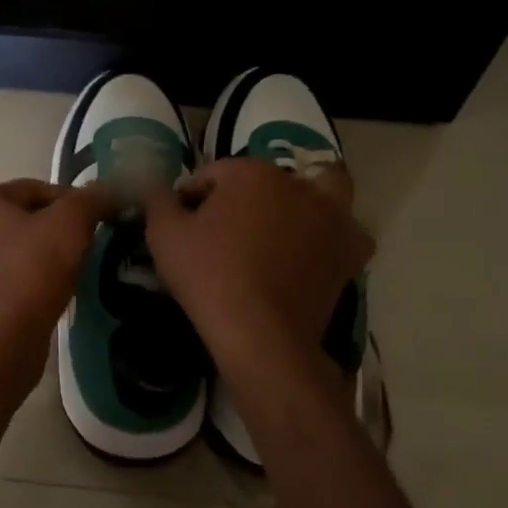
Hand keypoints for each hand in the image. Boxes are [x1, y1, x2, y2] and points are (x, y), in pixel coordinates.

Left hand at [0, 179, 114, 392]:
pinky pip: (13, 281)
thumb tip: (109, 190)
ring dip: (47, 257)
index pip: (36, 188)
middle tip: (89, 244)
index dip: (72, 200)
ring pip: (20, 251)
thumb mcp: (71, 223)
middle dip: (59, 229)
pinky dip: (35, 283)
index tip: (97, 220)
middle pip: (27, 219)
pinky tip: (55, 294)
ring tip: (76, 270)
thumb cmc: (31, 271)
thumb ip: (92, 199)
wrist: (1, 342)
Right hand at [143, 157, 372, 388]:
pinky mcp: (349, 252)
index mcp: (251, 172)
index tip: (183, 225)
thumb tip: (158, 187)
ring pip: (321, 192)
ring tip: (280, 228)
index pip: (214, 174)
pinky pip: (345, 233)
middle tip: (228, 229)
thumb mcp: (164, 235)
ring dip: (303, 201)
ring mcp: (330, 217)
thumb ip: (158, 200)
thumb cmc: (208, 276)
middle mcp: (297, 184)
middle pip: (266, 180)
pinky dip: (330, 236)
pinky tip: (311, 252)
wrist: (260, 334)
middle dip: (247, 196)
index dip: (193, 197)